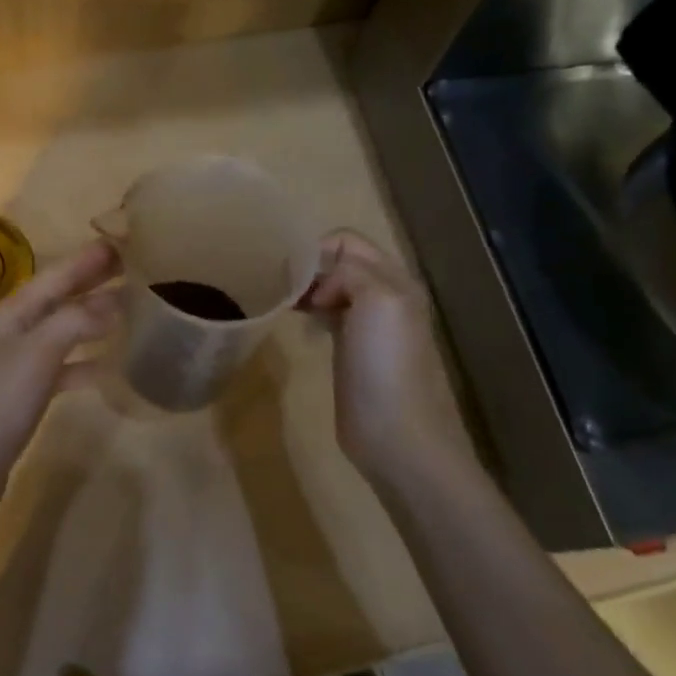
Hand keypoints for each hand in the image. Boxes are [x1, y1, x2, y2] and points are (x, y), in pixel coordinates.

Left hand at [0, 240, 118, 525]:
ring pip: (60, 333)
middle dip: (90, 283)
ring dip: (90, 320)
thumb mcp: (36, 354)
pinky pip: (59, 370)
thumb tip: (114, 297)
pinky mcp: (20, 401)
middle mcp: (10, 334)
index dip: (87, 260)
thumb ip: (75, 321)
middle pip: (56, 300)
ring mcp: (14, 368)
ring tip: (128, 311)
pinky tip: (107, 368)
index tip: (122, 242)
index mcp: (10, 315)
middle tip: (132, 268)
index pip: (54, 276)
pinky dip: (83, 364)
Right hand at [302, 230, 469, 476]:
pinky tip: (296, 322)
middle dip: (309, 266)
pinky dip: (309, 310)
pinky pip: (327, 313)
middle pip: (339, 262)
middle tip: (278, 283)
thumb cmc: (386, 364)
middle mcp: (383, 295)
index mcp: (393, 279)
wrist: (396, 434)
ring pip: (331, 287)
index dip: (318, 249)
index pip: (348, 241)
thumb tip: (320, 288)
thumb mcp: (377, 300)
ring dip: (306, 288)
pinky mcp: (350, 349)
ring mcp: (367, 324)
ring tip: (282, 300)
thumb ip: (349, 273)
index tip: (290, 271)